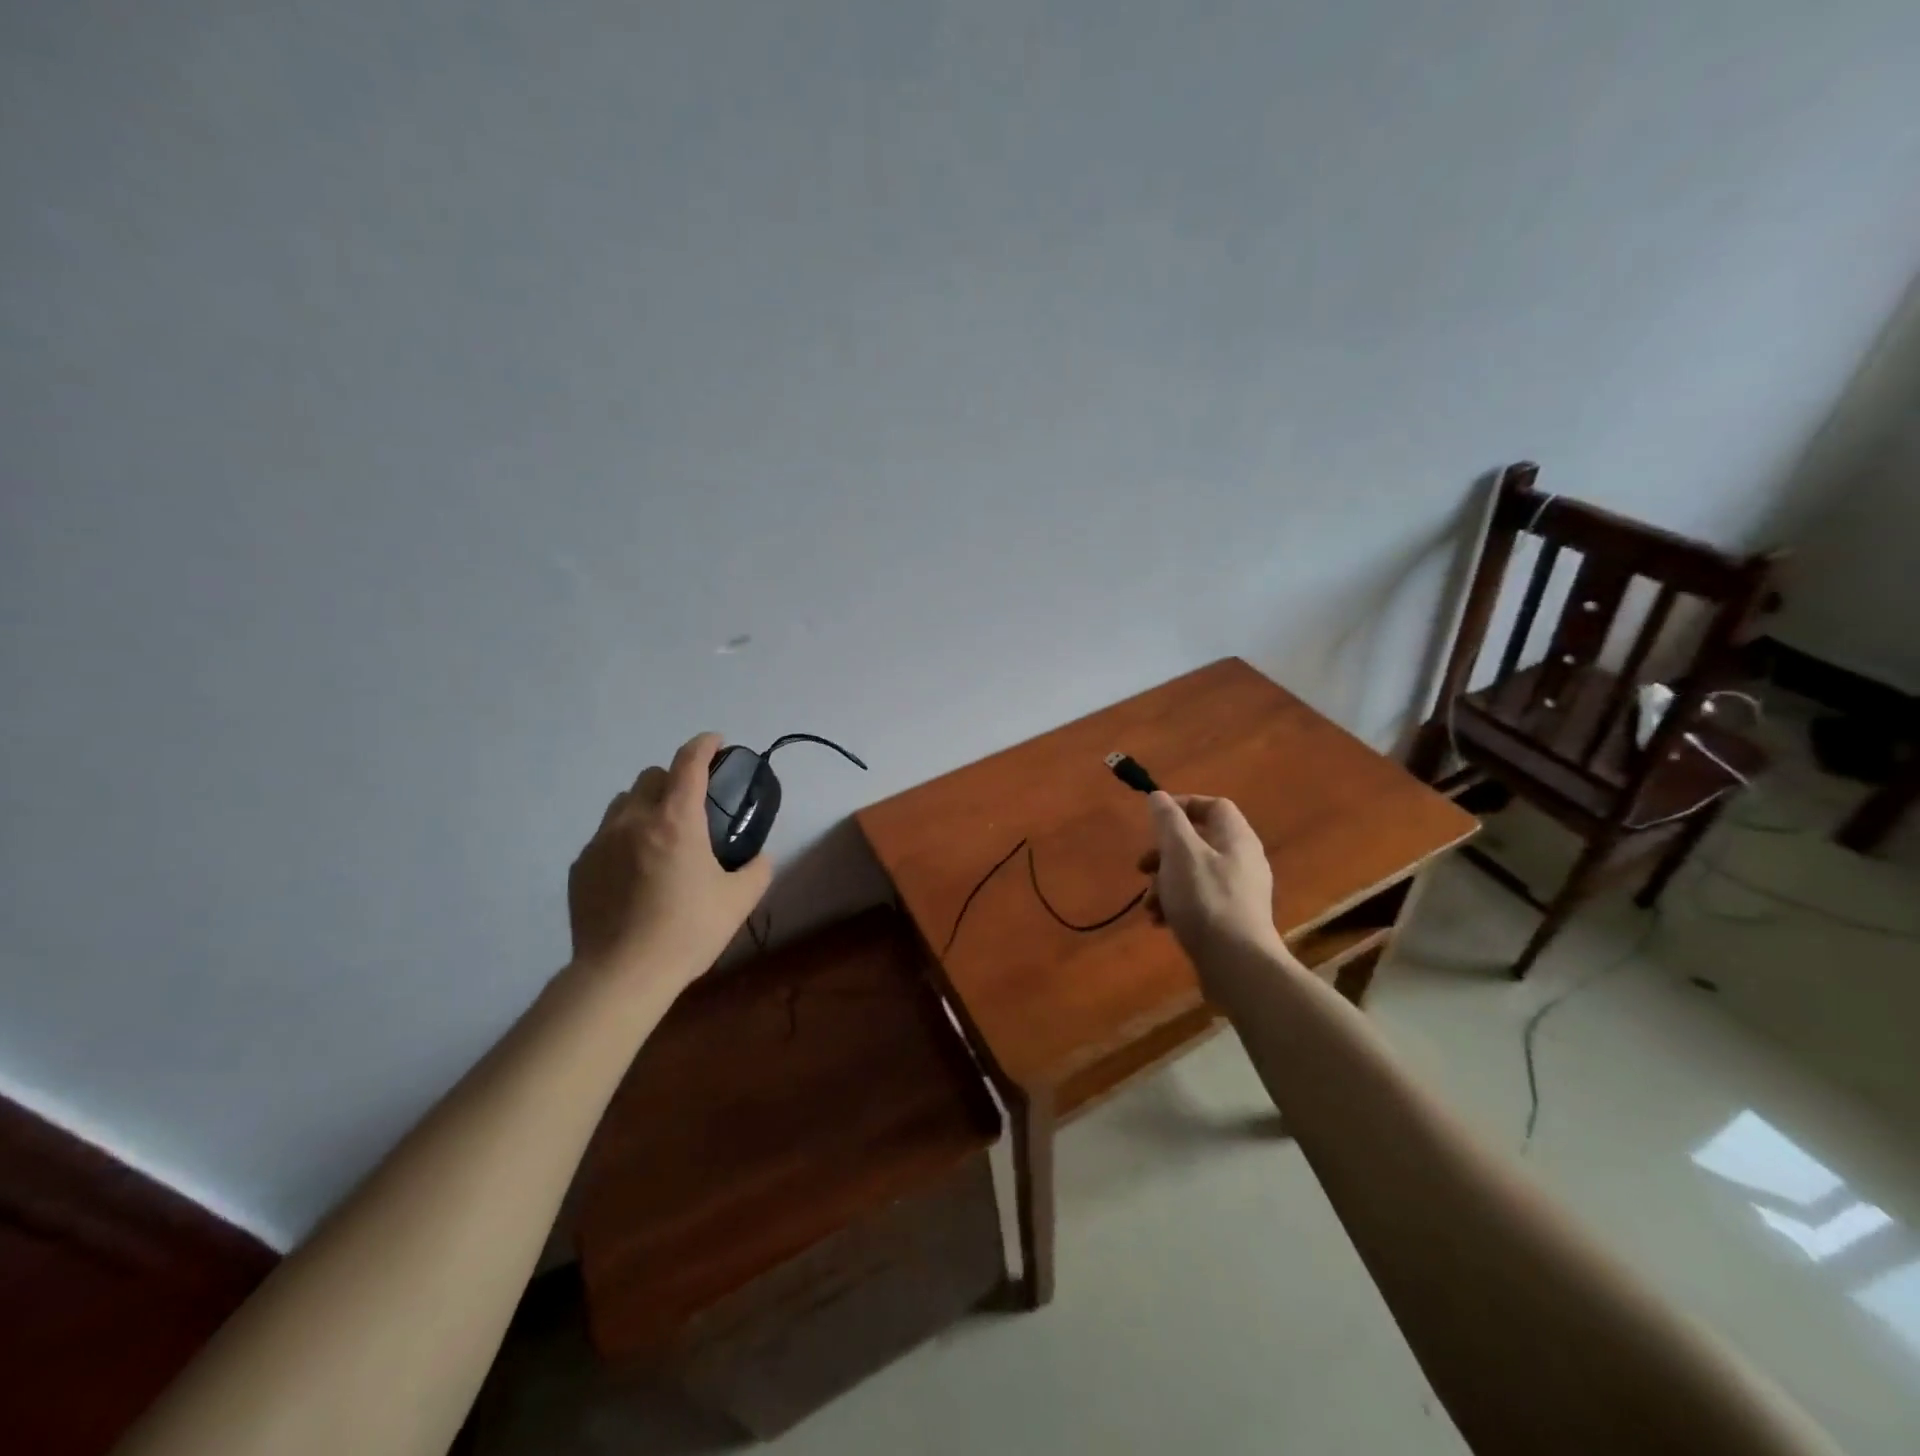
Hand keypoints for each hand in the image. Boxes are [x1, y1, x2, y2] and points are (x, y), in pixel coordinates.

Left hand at [567, 731, 772, 987]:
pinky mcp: (581, 867)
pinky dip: (623, 839)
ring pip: (623, 803)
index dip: (704, 744)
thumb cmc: (687, 931)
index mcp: (676, 820)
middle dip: (674, 779)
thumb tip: (760, 858)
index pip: (689, 763)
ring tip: (660, 836)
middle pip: (651, 776)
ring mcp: (601, 842)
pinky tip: (635, 872)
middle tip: (691, 806)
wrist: (621, 975)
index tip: (716, 742)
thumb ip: (757, 870)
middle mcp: (634, 820)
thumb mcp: (739, 901)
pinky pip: (604, 837)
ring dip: (645, 806)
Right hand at [1137, 792, 1288, 975]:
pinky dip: (1177, 905)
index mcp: (1236, 838)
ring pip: (1194, 873)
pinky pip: (1200, 900)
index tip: (1154, 819)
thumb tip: (1159, 796)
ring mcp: (1240, 892)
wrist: (1237, 964)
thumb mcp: (1180, 852)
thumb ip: (1168, 821)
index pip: (1213, 806)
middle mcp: (1243, 860)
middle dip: (1164, 853)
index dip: (1183, 805)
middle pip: (1199, 842)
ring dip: (1165, 883)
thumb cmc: (1205, 899)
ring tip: (1149, 904)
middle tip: (1143, 867)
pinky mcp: (1233, 919)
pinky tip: (1160, 922)